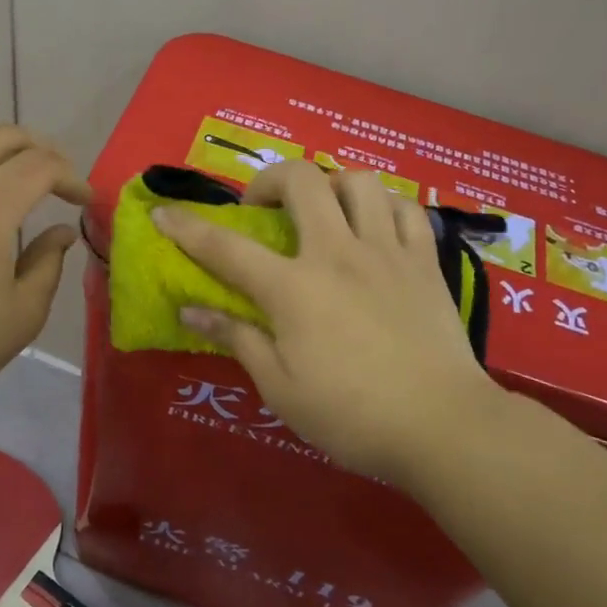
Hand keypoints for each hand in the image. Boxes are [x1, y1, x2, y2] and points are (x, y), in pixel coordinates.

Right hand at [153, 163, 495, 481]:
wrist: (443, 426)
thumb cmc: (352, 415)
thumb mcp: (280, 388)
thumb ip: (237, 339)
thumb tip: (191, 309)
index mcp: (294, 288)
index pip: (226, 248)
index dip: (188, 227)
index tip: (164, 214)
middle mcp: (337, 252)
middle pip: (300, 180)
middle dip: (269, 180)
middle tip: (262, 208)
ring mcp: (386, 250)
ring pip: (358, 180)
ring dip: (331, 185)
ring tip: (323, 212)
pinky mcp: (424, 260)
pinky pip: (405, 207)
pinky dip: (383, 206)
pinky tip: (374, 227)